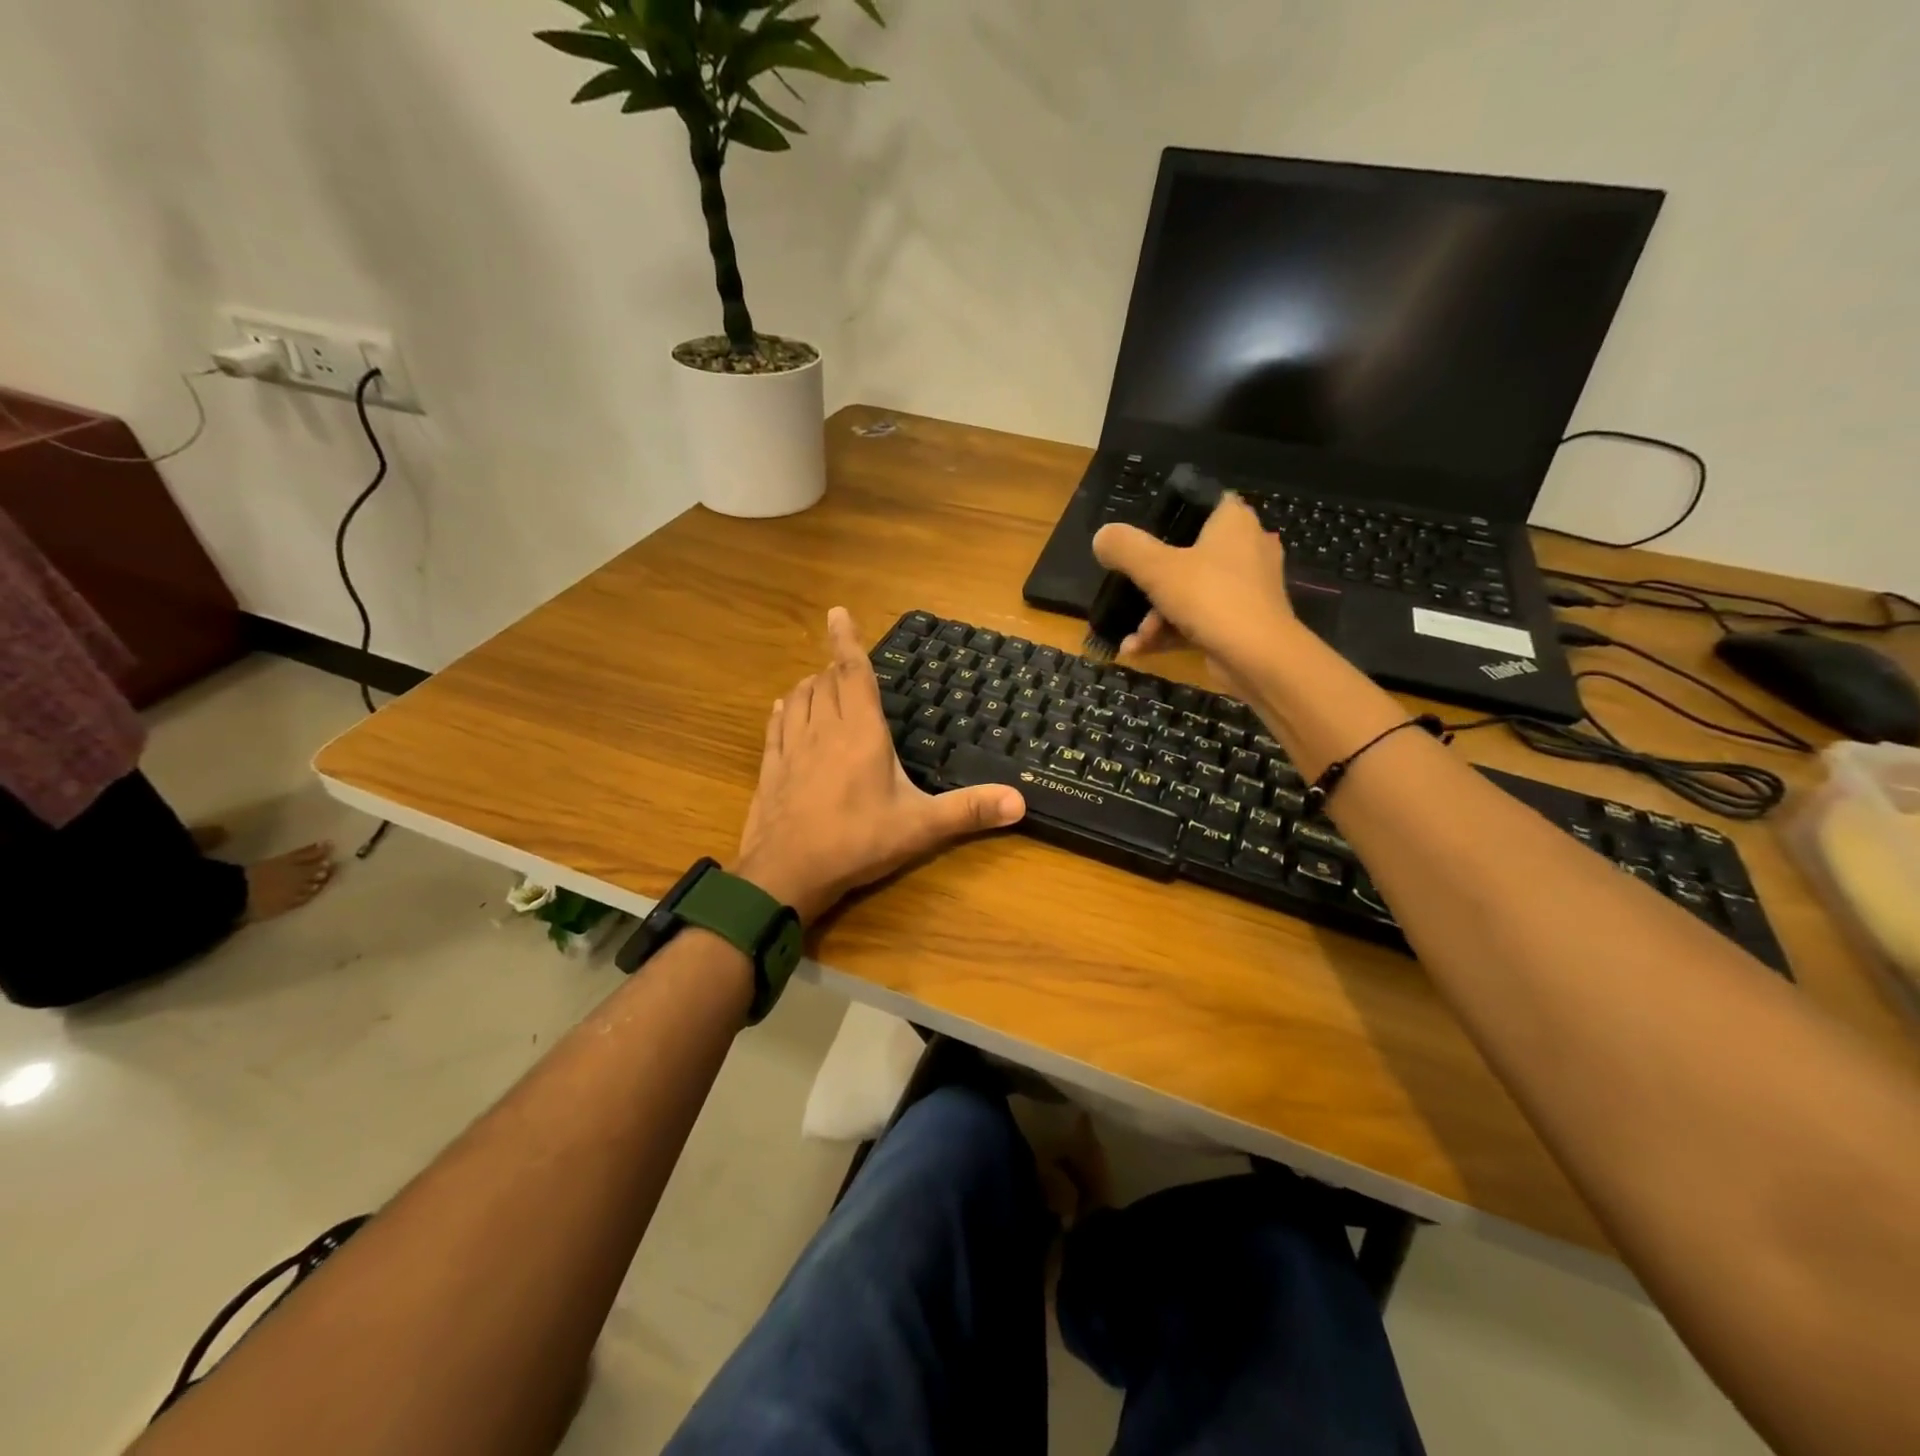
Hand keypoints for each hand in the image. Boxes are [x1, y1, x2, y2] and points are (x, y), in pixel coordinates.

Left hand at [733, 608, 1026, 923]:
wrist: (787, 872)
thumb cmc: (858, 842)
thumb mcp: (920, 827)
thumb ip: (969, 810)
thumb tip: (1021, 801)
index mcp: (861, 732)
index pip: (854, 673)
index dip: (847, 641)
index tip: (838, 612)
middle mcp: (824, 729)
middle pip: (826, 682)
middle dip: (835, 666)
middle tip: (846, 663)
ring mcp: (792, 747)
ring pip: (798, 698)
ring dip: (810, 685)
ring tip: (820, 681)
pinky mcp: (771, 767)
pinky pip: (775, 725)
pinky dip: (784, 710)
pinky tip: (784, 708)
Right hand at [1091, 492, 1301, 689]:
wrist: (1258, 659)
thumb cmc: (1210, 598)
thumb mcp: (1156, 568)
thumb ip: (1125, 548)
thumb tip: (1102, 536)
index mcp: (1233, 522)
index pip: (1202, 502)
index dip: (1170, 515)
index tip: (1140, 536)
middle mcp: (1246, 548)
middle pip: (1188, 553)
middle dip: (1151, 582)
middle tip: (1127, 593)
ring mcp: (1246, 589)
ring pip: (1190, 592)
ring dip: (1155, 615)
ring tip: (1134, 638)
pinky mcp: (1242, 622)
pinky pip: (1198, 620)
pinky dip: (1170, 633)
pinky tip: (1138, 650)